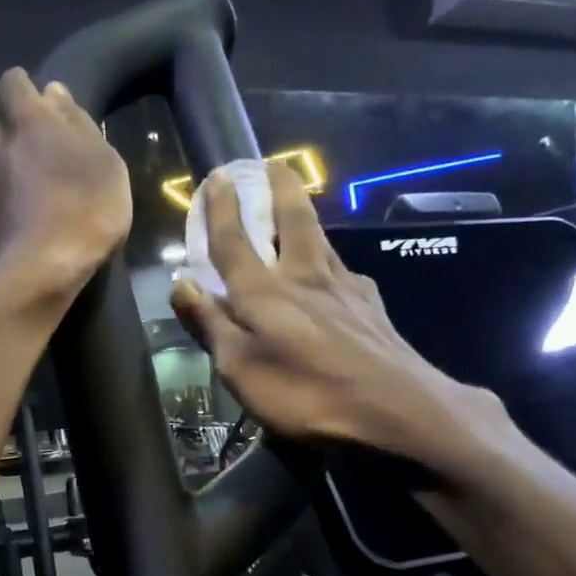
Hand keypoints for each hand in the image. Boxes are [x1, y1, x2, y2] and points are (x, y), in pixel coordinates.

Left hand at [0, 69, 132, 312]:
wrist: (37, 277)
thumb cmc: (85, 215)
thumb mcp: (106, 166)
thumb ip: (79, 125)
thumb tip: (54, 93)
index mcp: (31, 127)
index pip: (14, 84)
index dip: (23, 89)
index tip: (38, 103)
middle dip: (8, 136)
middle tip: (34, 158)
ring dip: (0, 176)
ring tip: (23, 200)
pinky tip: (11, 232)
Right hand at [169, 162, 508, 471]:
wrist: (395, 411)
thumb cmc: (306, 395)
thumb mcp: (241, 369)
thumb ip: (211, 324)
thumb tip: (180, 283)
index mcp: (265, 292)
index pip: (235, 241)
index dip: (221, 208)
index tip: (216, 176)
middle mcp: (306, 277)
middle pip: (293, 220)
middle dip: (280, 189)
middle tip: (273, 164)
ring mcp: (346, 289)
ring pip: (321, 241)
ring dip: (306, 217)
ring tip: (298, 208)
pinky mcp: (372, 308)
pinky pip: (344, 273)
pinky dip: (331, 264)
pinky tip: (335, 277)